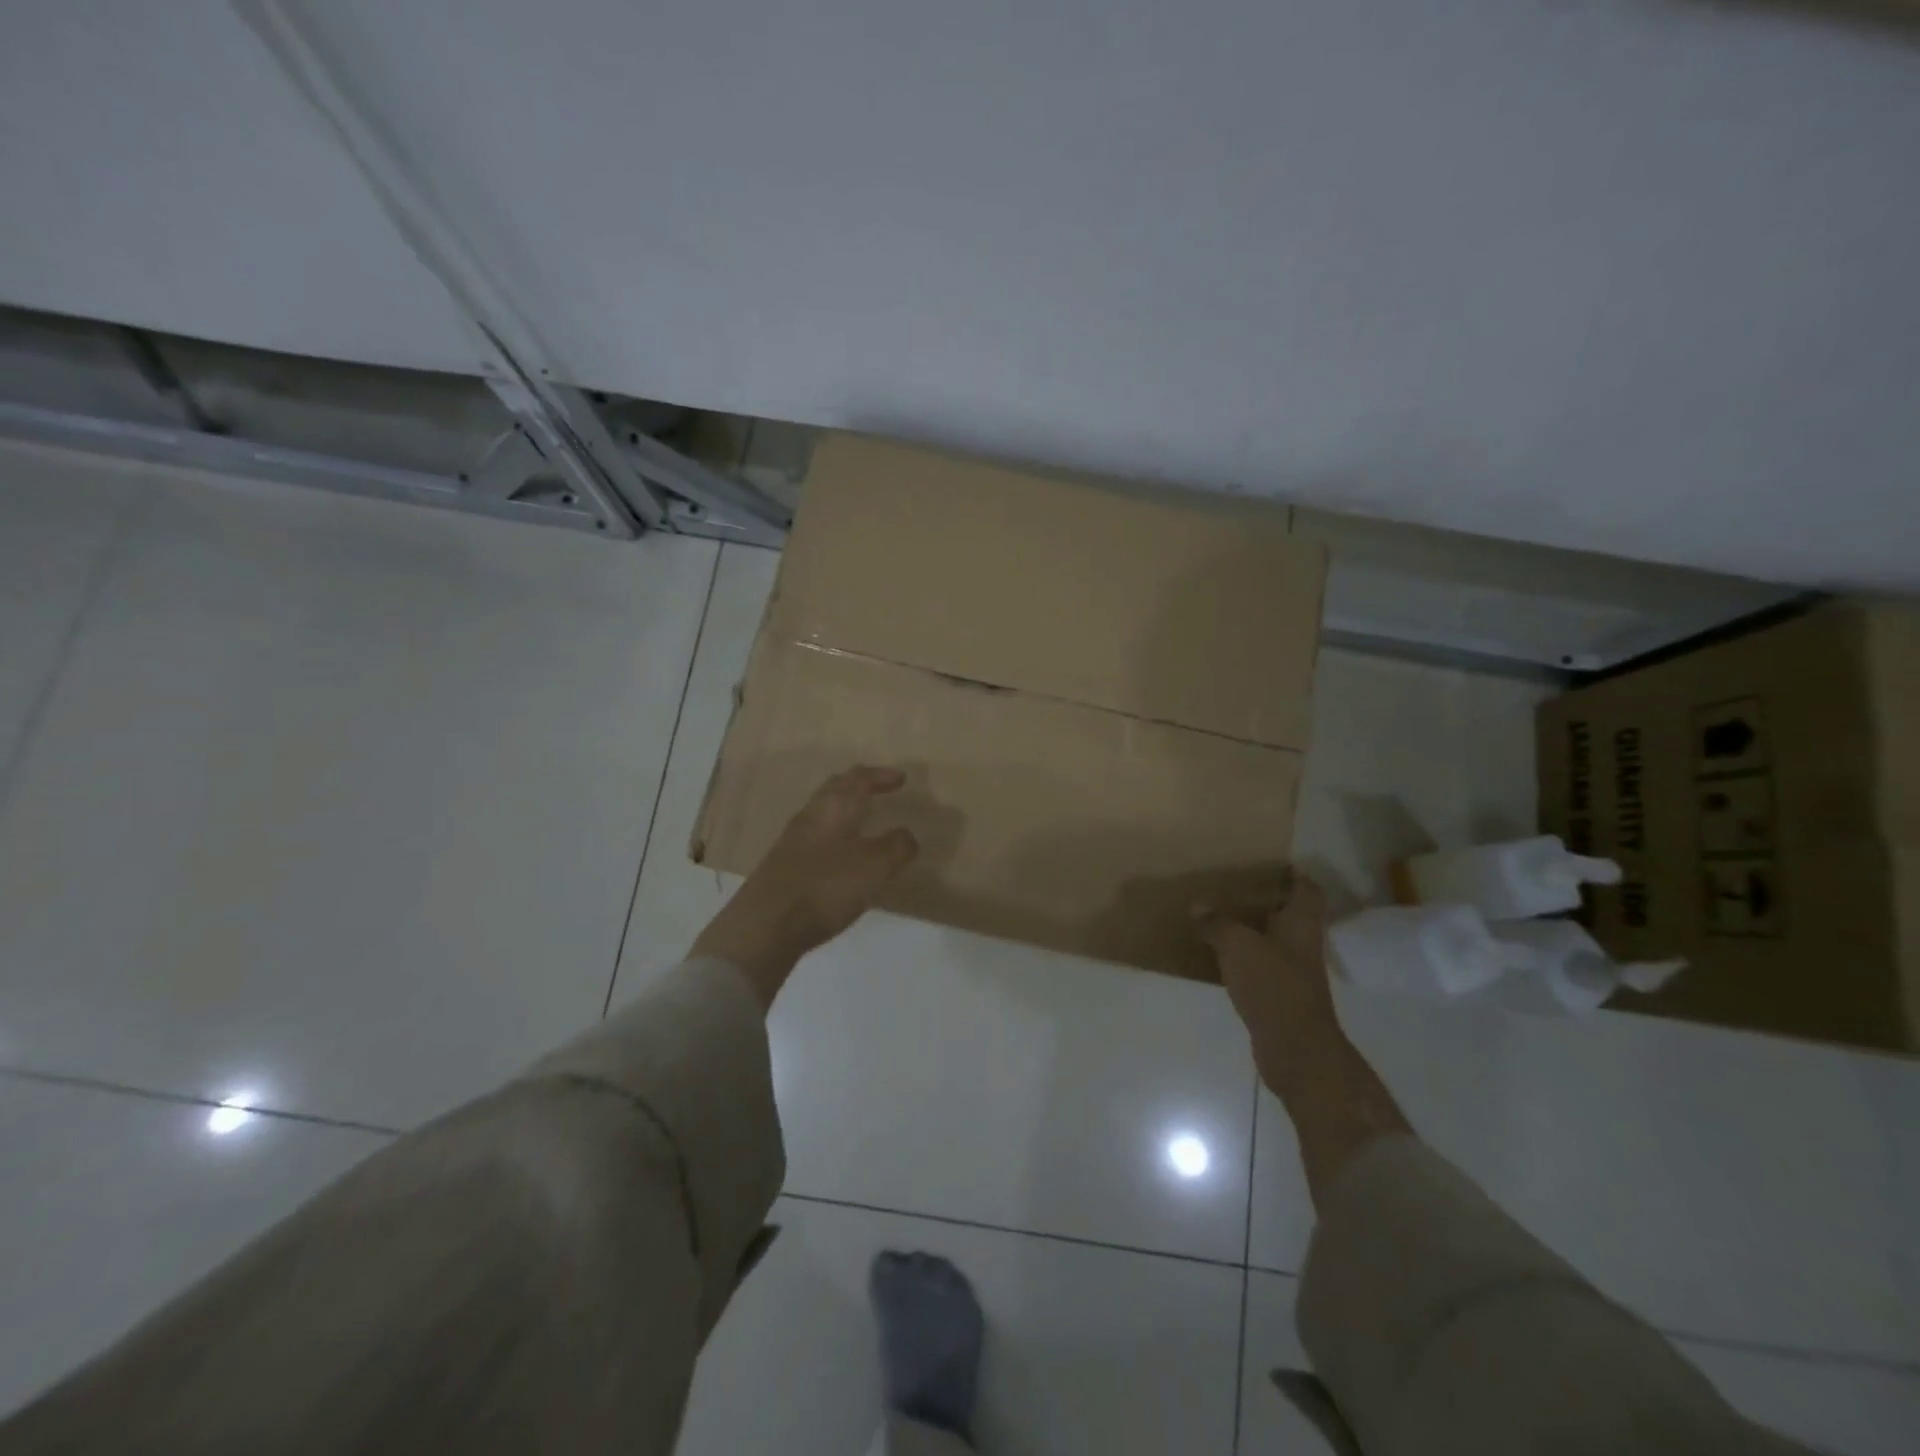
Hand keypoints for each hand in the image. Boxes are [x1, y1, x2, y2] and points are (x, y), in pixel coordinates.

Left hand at [692, 766, 919, 1006]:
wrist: (766, 924)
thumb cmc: (826, 886)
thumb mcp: (874, 867)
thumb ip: (896, 847)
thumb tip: (907, 834)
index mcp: (835, 807)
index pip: (860, 779)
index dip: (881, 776)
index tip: (901, 777)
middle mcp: (812, 815)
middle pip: (836, 789)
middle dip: (858, 784)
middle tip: (877, 787)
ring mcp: (794, 839)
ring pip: (823, 811)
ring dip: (844, 808)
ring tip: (862, 818)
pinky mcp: (784, 863)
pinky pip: (815, 836)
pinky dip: (834, 833)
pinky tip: (840, 853)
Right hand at [1195, 873, 1338, 1092]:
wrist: (1294, 1049)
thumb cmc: (1273, 985)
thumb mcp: (1237, 945)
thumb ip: (1217, 923)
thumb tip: (1198, 905)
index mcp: (1301, 923)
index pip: (1307, 889)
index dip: (1292, 875)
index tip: (1266, 864)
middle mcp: (1302, 944)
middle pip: (1288, 913)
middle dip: (1263, 900)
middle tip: (1230, 885)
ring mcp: (1293, 972)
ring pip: (1272, 940)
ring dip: (1250, 929)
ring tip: (1217, 915)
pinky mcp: (1280, 996)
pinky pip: (1259, 966)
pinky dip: (1242, 958)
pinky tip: (1217, 954)